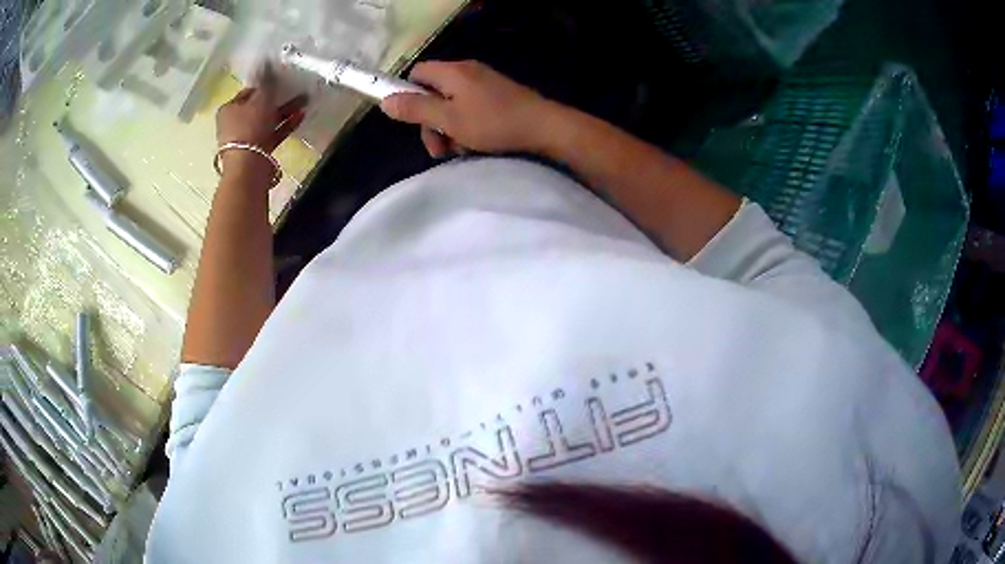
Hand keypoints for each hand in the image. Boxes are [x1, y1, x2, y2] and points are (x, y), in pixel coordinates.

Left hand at [216, 64, 306, 178]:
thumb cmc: (250, 126)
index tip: (281, 81)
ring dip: (285, 111)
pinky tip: (301, 117)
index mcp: (228, 109)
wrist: (248, 164)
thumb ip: (266, 80)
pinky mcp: (257, 152)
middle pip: (259, 107)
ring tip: (305, 102)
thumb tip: (266, 60)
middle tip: (297, 91)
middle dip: (279, 99)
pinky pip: (273, 134)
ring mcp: (245, 139)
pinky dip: (285, 125)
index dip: (265, 85)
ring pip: (267, 121)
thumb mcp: (261, 98)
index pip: (248, 92)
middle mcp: (233, 124)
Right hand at [380, 60, 553, 157]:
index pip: (417, 73)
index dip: (408, 94)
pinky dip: (467, 126)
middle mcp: (467, 71)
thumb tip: (385, 101)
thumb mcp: (448, 120)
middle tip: (439, 148)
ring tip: (460, 150)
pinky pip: (470, 108)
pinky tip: (475, 144)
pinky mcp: (498, 95)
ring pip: (452, 104)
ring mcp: (484, 83)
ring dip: (449, 129)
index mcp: (452, 72)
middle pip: (433, 92)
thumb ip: (416, 110)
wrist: (545, 127)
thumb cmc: (493, 123)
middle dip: (431, 122)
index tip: (412, 119)